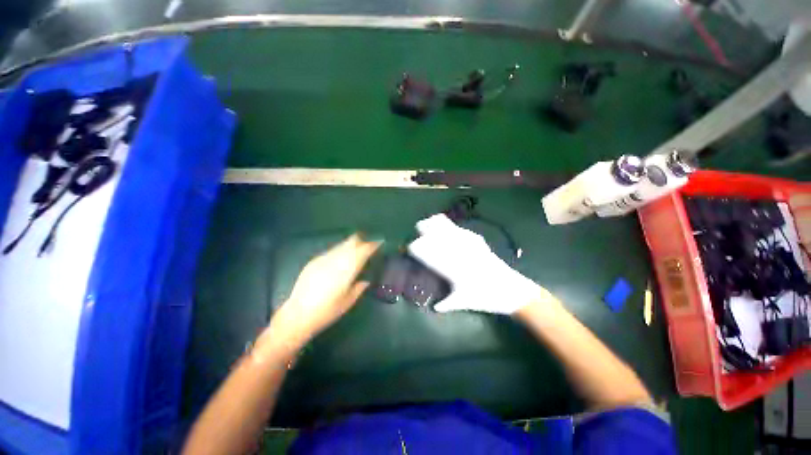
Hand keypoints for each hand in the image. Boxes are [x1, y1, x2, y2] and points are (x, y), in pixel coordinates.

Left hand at [267, 234, 380, 351]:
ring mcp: (323, 259)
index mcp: (348, 270)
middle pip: (351, 242)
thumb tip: (365, 281)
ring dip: (349, 245)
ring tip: (354, 250)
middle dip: (361, 241)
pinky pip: (331, 251)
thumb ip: (359, 288)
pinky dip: (338, 251)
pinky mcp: (313, 262)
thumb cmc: (327, 311)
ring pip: (341, 245)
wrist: (298, 315)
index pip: (363, 251)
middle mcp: (337, 260)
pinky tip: (338, 259)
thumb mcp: (348, 302)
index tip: (378, 243)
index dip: (372, 245)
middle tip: (367, 245)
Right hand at [408, 214, 546, 313]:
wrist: (512, 291)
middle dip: (423, 229)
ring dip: (435, 223)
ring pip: (447, 227)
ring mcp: (468, 243)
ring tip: (428, 222)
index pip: (427, 252)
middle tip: (417, 230)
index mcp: (449, 266)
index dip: (415, 247)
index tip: (408, 248)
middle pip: (435, 233)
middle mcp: (456, 251)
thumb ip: (446, 303)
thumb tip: (434, 306)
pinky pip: (459, 228)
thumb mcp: (464, 302)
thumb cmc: (486, 298)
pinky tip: (447, 225)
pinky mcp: (477, 240)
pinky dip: (450, 224)